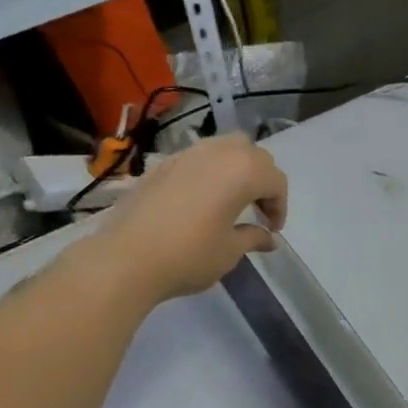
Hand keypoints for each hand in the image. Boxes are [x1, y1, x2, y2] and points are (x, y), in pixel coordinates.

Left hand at [97, 136, 288, 301]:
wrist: (127, 258)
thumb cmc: (189, 256)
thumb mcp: (229, 251)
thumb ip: (253, 237)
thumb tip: (268, 238)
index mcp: (242, 171)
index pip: (275, 180)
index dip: (279, 206)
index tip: (272, 230)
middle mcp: (217, 153)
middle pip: (252, 155)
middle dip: (262, 181)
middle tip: (258, 212)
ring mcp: (186, 155)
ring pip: (224, 149)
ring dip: (236, 170)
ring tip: (232, 201)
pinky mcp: (162, 164)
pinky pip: (198, 158)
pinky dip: (210, 172)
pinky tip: (202, 201)